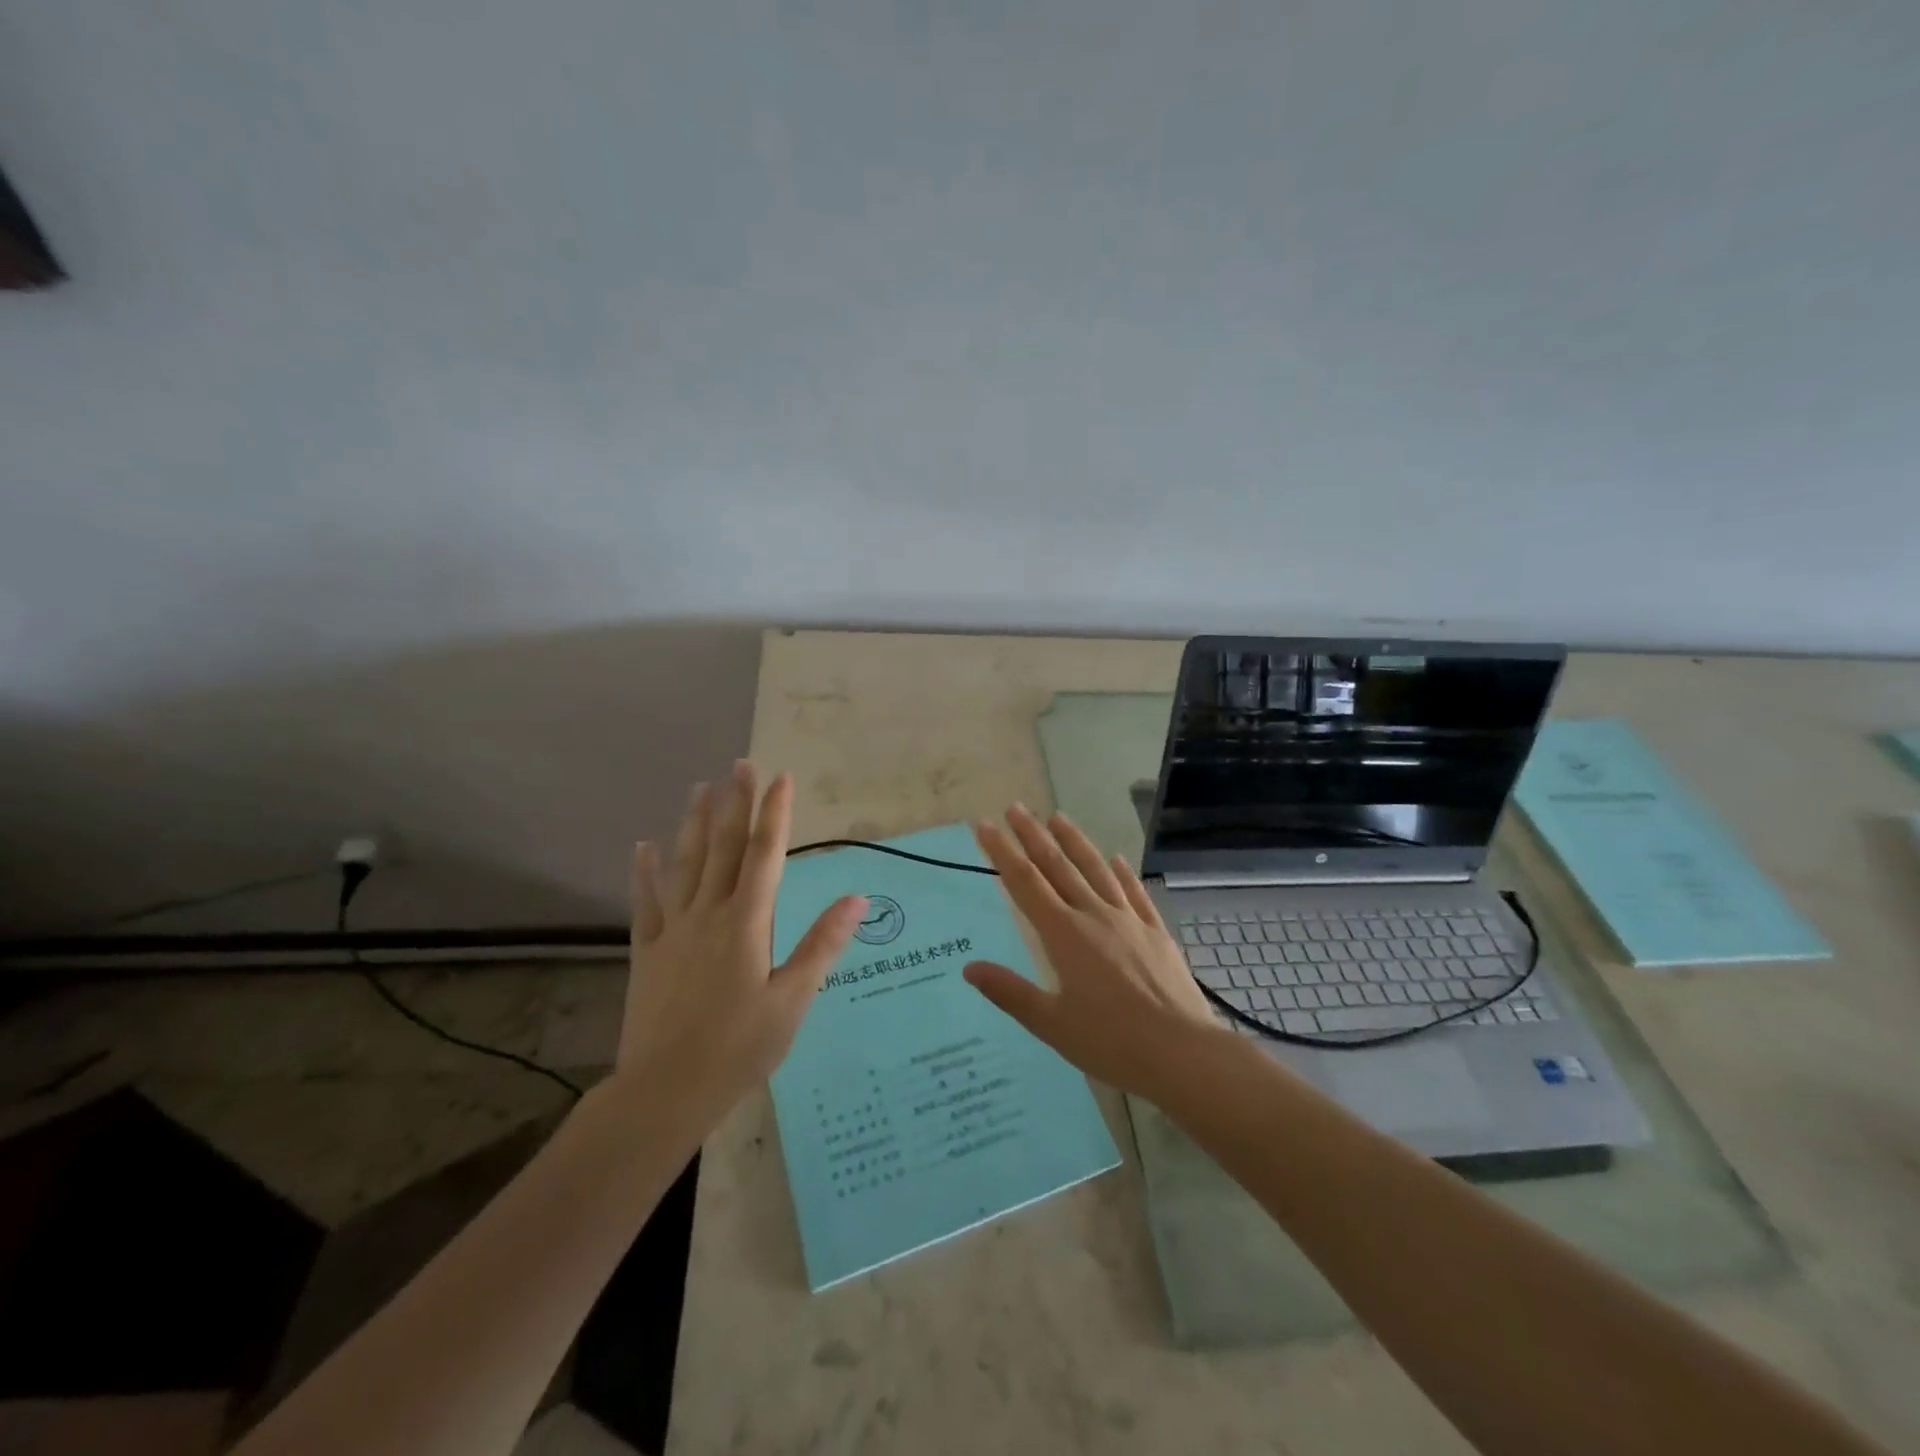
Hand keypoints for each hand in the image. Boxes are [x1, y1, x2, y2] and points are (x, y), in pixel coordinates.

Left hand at [617, 762, 866, 1120]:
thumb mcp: (793, 999)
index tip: (781, 777)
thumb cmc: (740, 1047)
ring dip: (694, 823)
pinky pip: (646, 902)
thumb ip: (822, 944)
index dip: (775, 813)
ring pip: (685, 864)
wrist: (665, 1091)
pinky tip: (643, 846)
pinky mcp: (647, 951)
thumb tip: (857, 898)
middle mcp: (709, 913)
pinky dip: (645, 872)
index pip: (765, 855)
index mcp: (747, 922)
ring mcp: (673, 930)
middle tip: (740, 764)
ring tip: (700, 787)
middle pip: (724, 847)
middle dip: (735, 803)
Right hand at [963, 804, 1221, 1101]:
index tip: (985, 826)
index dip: (1002, 852)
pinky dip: (1123, 873)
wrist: (1182, 1052)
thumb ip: (1010, 992)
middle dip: (1033, 835)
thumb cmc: (1111, 1042)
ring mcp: (1129, 920)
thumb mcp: (1051, 1024)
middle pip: (1058, 866)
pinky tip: (1116, 859)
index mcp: (1064, 934)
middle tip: (1015, 808)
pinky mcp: (1156, 932)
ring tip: (1058, 818)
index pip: (1025, 883)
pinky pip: (1135, 893)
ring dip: (1075, 842)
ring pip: (1096, 870)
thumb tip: (970, 968)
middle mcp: (1094, 916)